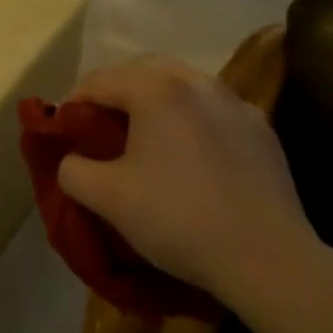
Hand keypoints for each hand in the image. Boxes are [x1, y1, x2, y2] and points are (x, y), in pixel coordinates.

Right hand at [57, 57, 321, 312]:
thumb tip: (73, 160)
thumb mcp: (107, 198)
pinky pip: (214, 111)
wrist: (268, 259)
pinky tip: (192, 156)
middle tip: (101, 128)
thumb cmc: (179, 218)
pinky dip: (193, 120)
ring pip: (183, 86)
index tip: (64, 132)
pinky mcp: (261, 130)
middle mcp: (197, 82)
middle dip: (116, 94)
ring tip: (146, 138)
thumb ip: (72, 170)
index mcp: (156, 89)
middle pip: (142, 72)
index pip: (99, 81)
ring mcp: (236, 103)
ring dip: (156, 102)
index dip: (74, 104)